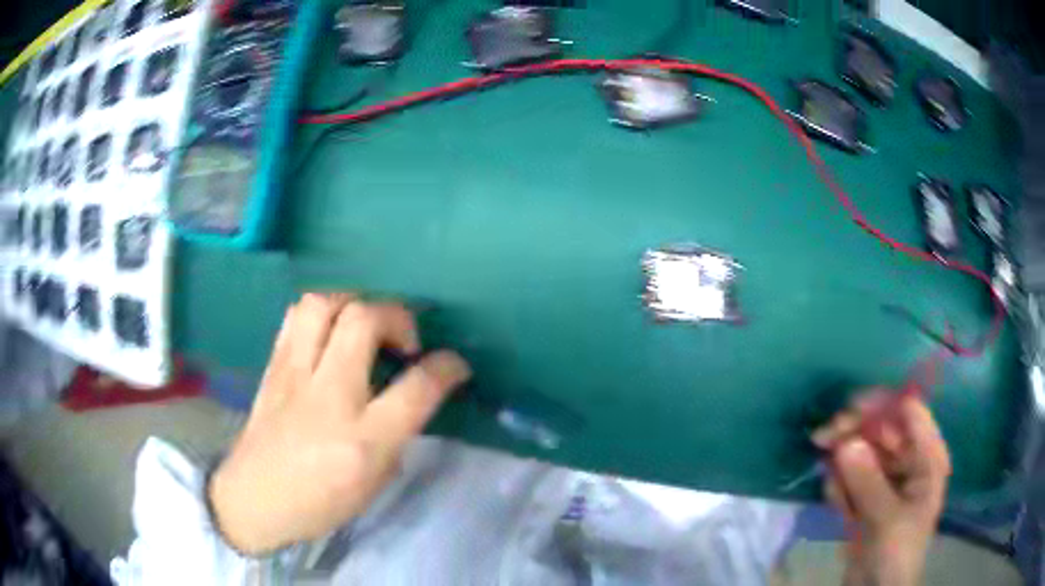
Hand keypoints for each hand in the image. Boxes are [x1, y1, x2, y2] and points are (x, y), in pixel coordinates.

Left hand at [208, 293, 470, 554]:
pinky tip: (329, 333)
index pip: (417, 387)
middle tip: (403, 340)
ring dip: (355, 305)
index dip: (446, 367)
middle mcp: (329, 396)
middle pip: (364, 320)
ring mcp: (294, 375)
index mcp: (363, 440)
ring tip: (365, 328)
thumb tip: (408, 394)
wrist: (254, 499)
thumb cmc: (319, 502)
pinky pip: (297, 316)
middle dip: (397, 316)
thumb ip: (397, 433)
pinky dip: (323, 312)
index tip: (454, 364)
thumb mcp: (374, 481)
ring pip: (324, 304)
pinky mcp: (273, 366)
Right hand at [813, 393, 951, 585]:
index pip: (908, 411)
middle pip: (881, 428)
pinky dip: (839, 484)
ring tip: (832, 484)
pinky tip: (834, 499)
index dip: (881, 404)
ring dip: (842, 460)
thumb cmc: (896, 554)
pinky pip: (850, 477)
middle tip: (822, 439)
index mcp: (926, 457)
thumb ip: (868, 481)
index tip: (847, 411)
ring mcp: (886, 479)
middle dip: (853, 431)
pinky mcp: (866, 497)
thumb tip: (844, 443)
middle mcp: (908, 460)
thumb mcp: (886, 519)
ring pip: (862, 451)